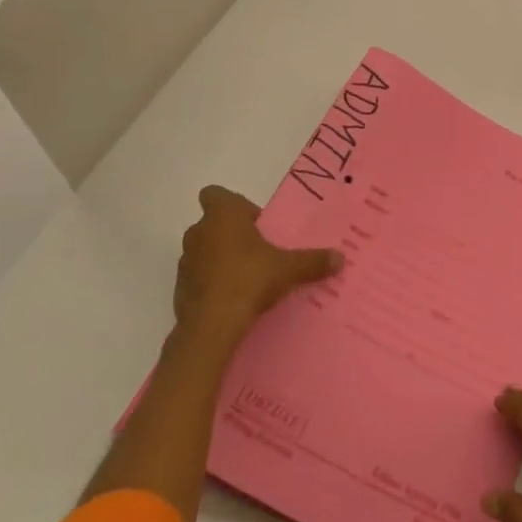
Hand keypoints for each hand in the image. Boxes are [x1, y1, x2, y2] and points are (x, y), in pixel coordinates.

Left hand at [172, 185, 341, 348]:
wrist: (211, 327)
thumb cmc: (249, 280)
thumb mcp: (288, 269)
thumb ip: (313, 261)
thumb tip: (341, 258)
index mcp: (222, 216)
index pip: (216, 194)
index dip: (234, 205)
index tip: (255, 223)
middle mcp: (199, 232)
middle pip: (213, 223)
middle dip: (232, 234)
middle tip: (258, 251)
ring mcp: (185, 261)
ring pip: (204, 250)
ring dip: (220, 258)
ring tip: (247, 277)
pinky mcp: (179, 289)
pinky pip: (198, 277)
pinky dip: (211, 283)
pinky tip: (232, 299)